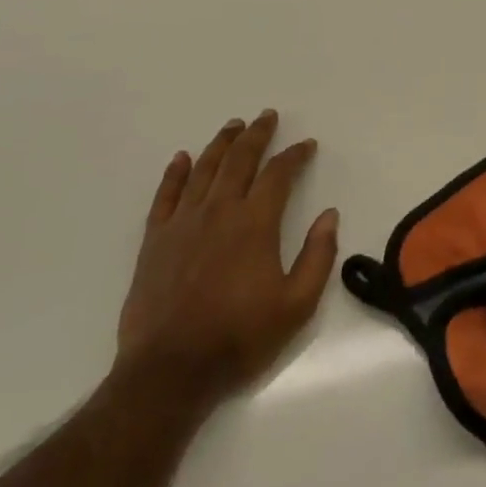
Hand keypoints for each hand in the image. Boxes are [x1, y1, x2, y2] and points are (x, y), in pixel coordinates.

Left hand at [115, 110, 338, 405]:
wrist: (170, 371)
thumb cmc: (240, 337)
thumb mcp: (297, 304)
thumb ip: (318, 256)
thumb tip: (330, 215)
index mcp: (255, 224)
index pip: (279, 175)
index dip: (295, 155)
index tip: (307, 144)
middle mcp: (218, 212)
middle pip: (239, 161)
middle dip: (257, 135)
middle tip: (267, 116)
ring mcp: (182, 224)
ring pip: (204, 170)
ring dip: (221, 144)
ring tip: (233, 125)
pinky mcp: (155, 241)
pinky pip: (165, 196)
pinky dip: (175, 173)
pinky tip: (183, 158)